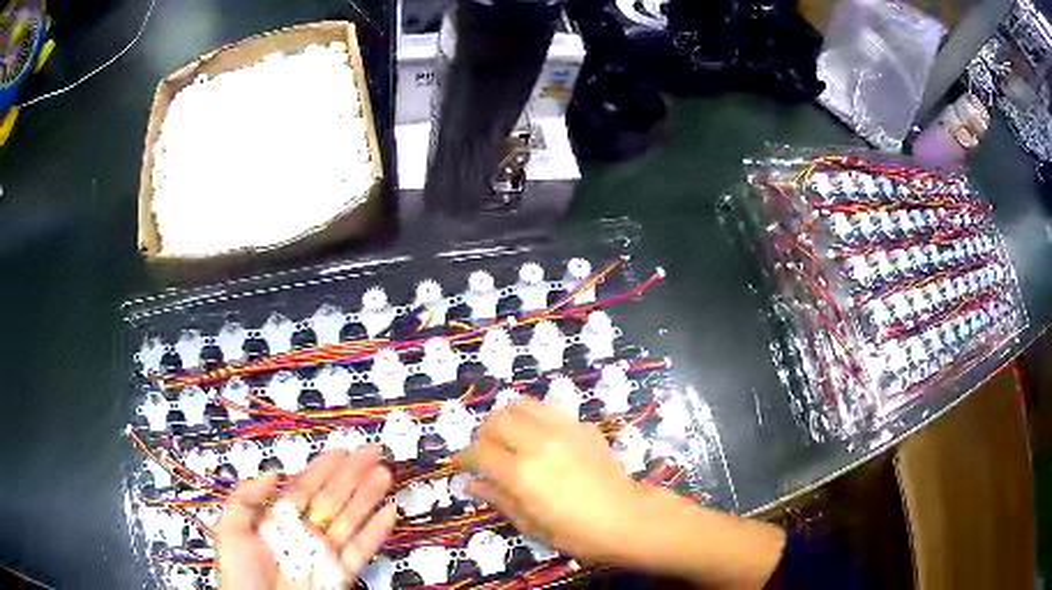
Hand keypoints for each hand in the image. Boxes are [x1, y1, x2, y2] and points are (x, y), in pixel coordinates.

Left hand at [217, 446, 397, 588]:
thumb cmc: (241, 573)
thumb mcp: (232, 530)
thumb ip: (246, 498)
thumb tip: (273, 474)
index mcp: (280, 521)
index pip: (305, 489)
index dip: (323, 469)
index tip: (341, 450)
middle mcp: (306, 533)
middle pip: (333, 499)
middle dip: (352, 475)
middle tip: (372, 452)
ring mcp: (326, 553)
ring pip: (351, 519)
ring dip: (368, 496)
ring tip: (384, 473)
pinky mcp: (341, 573)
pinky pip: (362, 550)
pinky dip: (377, 532)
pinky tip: (389, 512)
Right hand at [456, 397, 640, 563]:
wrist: (625, 518)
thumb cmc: (575, 532)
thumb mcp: (531, 523)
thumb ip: (498, 498)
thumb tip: (471, 484)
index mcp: (521, 472)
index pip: (479, 452)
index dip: (465, 457)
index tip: (463, 464)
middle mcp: (538, 443)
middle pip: (497, 419)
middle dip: (485, 433)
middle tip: (488, 451)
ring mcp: (563, 430)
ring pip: (523, 405)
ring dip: (510, 418)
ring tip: (512, 438)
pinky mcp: (583, 427)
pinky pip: (551, 411)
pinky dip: (538, 419)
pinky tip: (544, 440)